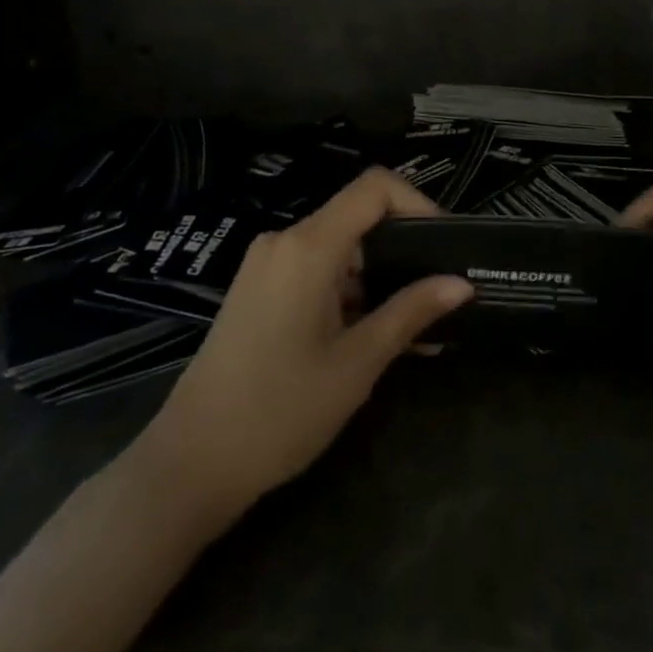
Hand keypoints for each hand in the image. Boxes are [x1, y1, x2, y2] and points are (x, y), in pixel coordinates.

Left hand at [134, 168, 473, 521]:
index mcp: (308, 246)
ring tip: (418, 326)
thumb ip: (411, 312)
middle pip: (358, 217)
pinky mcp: (259, 290)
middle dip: (404, 249)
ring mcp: (267, 265)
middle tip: (441, 291)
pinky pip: (316, 272)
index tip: (446, 245)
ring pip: (340, 249)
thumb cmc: (280, 411)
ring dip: (380, 278)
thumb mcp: (357, 363)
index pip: (374, 188)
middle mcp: (284, 241)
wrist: (191, 463)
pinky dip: (351, 293)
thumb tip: (461, 283)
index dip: (418, 203)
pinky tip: (377, 334)